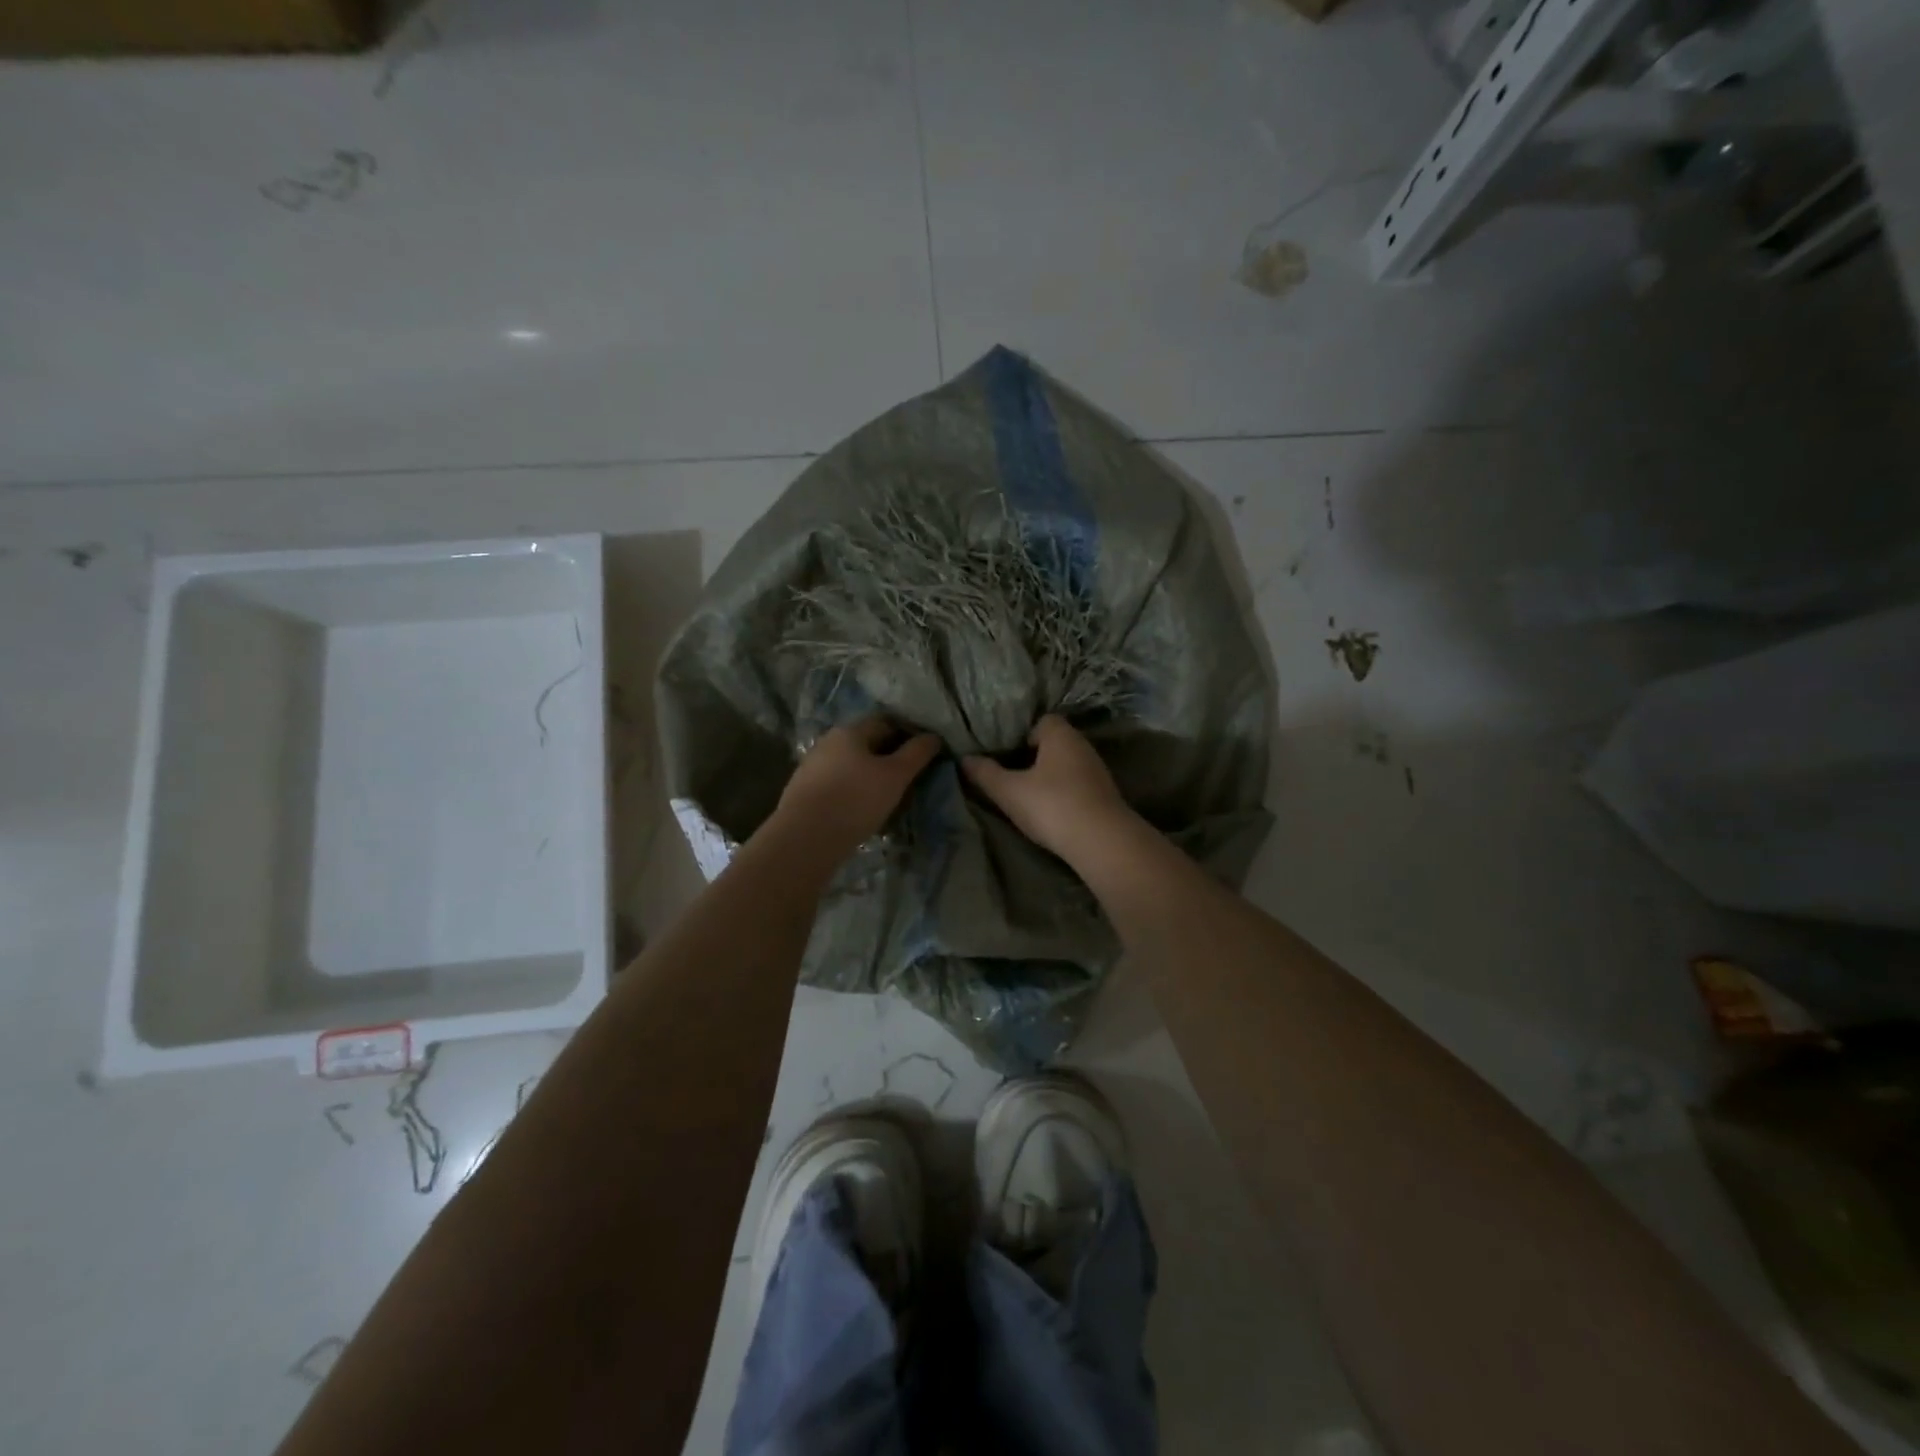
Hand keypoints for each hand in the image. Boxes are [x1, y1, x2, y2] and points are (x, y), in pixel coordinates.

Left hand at [771, 717, 941, 863]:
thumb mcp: (895, 776)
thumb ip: (916, 754)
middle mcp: (827, 742)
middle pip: (865, 743)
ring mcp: (811, 767)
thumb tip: (933, 737)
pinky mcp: (802, 792)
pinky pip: (835, 785)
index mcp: (850, 731)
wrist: (805, 839)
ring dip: (868, 776)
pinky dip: (851, 792)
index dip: (907, 734)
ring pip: (849, 765)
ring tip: (886, 797)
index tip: (923, 754)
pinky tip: (860, 811)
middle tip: (908, 778)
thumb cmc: (856, 800)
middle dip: (887, 756)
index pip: (885, 722)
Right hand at [961, 715, 1136, 865]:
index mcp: (1061, 735)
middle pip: (1054, 743)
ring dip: (1050, 778)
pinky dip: (1065, 794)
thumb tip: (964, 759)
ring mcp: (1098, 771)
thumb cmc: (1051, 805)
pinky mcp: (1105, 796)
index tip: (1007, 755)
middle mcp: (1083, 746)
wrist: (1102, 842)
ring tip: (1029, 796)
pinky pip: (1078, 785)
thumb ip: (985, 774)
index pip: (1042, 721)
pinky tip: (1052, 812)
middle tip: (1012, 776)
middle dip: (1034, 757)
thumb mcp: (1009, 791)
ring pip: (1067, 766)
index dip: (1023, 735)